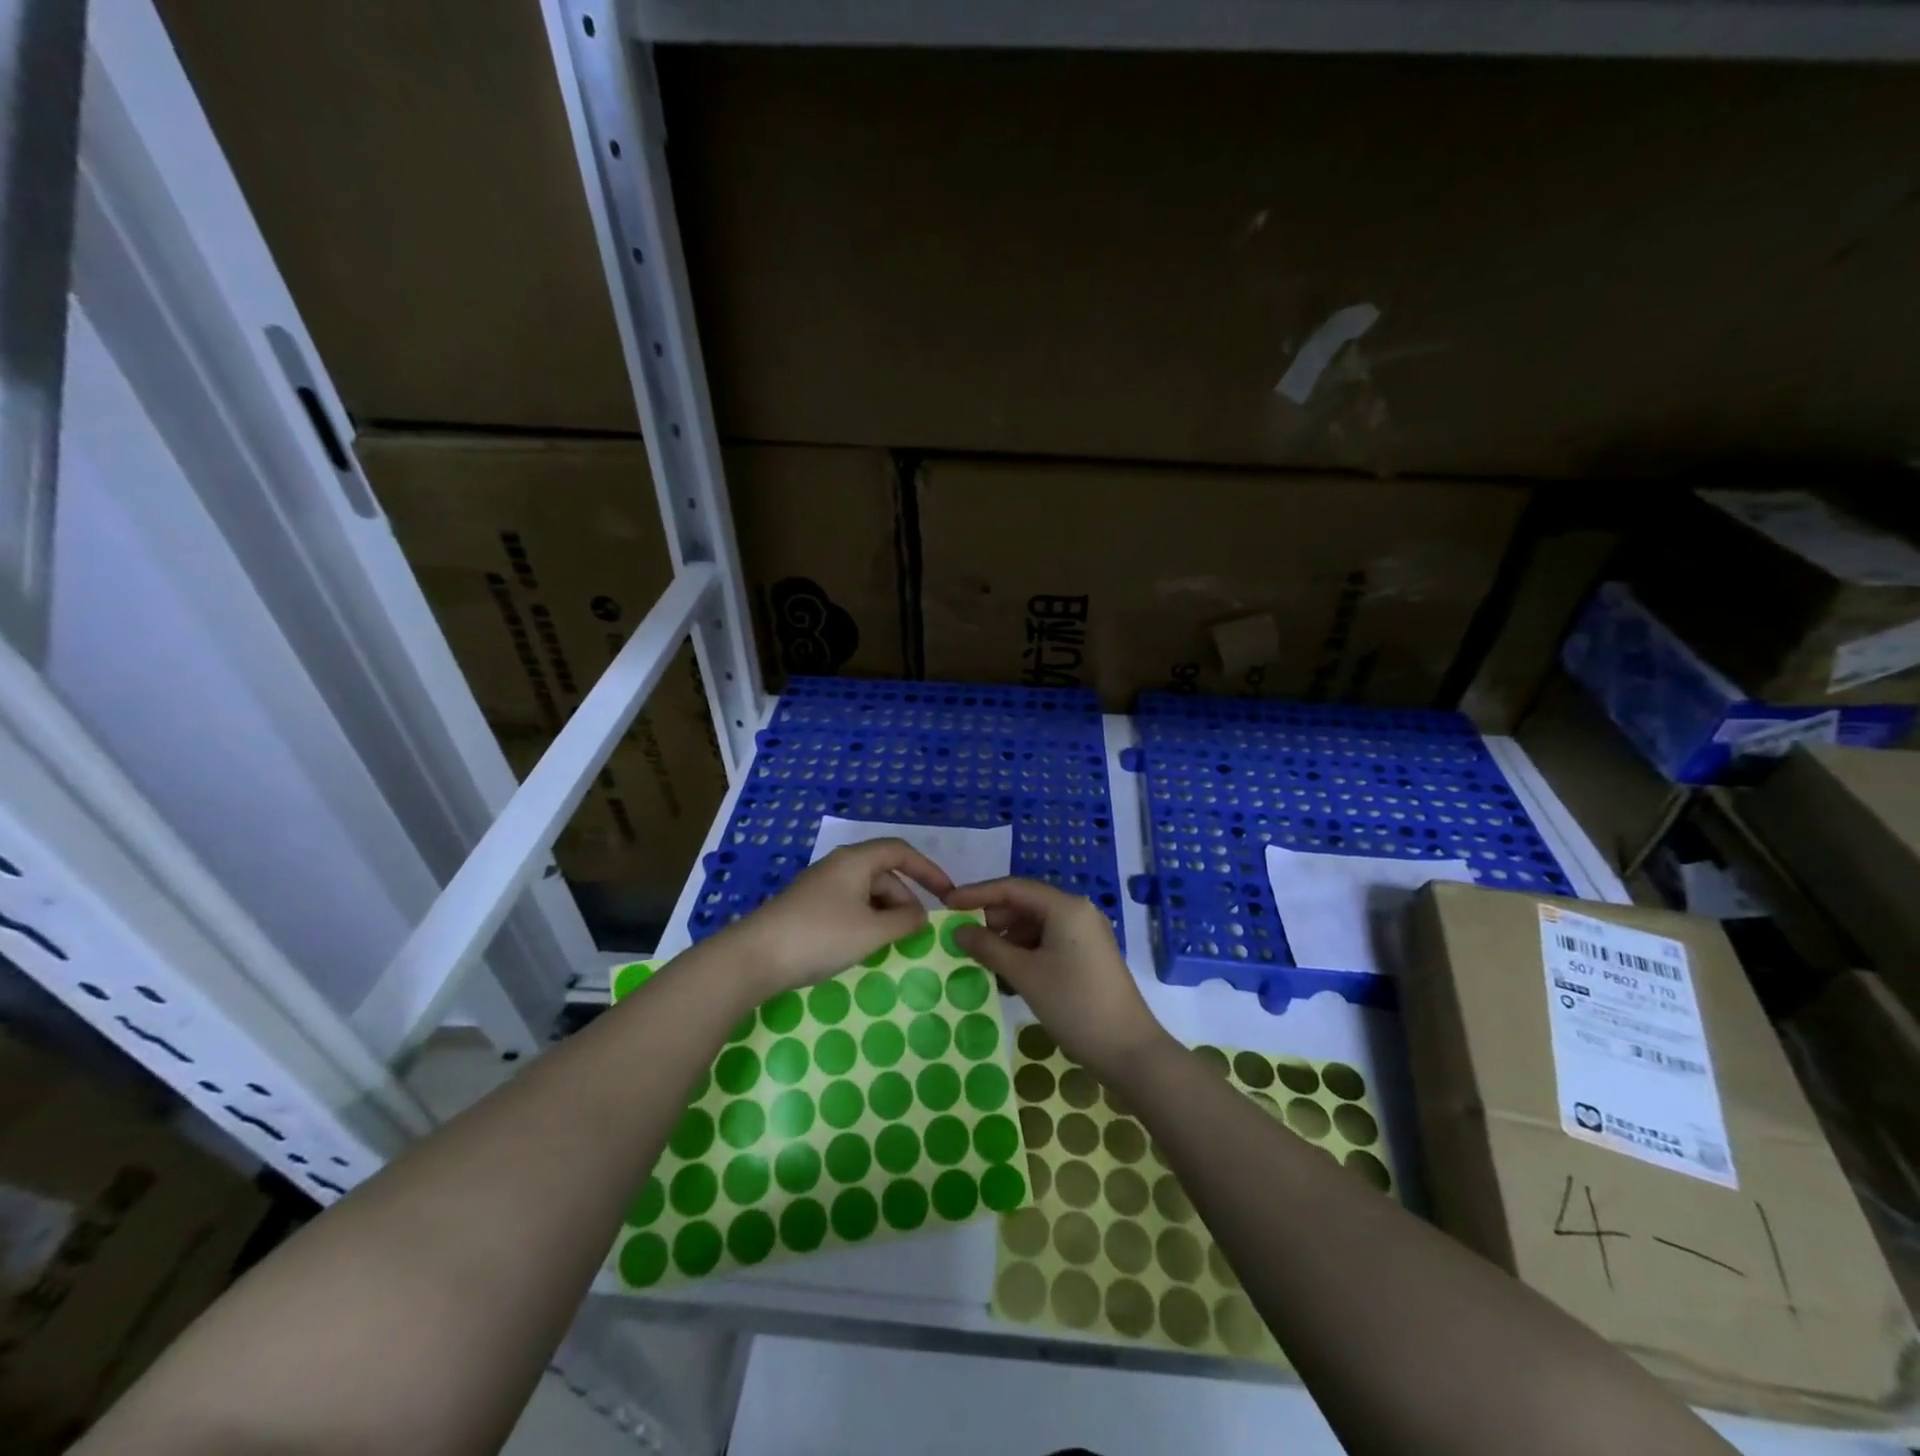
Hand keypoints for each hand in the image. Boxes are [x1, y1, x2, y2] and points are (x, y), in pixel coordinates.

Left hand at [719, 839, 954, 995]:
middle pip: (884, 873)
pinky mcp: (807, 907)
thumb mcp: (872, 932)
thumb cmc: (820, 936)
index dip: (928, 870)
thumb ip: (904, 922)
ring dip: (885, 913)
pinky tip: (863, 946)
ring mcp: (820, 887)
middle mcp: (839, 866)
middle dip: (905, 899)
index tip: (948, 894)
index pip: (901, 851)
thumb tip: (921, 915)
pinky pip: (849, 906)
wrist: (755, 957)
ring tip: (891, 943)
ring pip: (866, 892)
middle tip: (916, 931)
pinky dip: (866, 921)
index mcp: (856, 861)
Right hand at [946, 878, 1166, 1077]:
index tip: (947, 905)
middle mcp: (1077, 912)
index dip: (977, 894)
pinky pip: (1047, 943)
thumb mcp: (1025, 975)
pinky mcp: (1087, 955)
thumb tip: (957, 930)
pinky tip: (1006, 976)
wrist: (1128, 1050)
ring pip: (1035, 926)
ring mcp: (1085, 934)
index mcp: (1065, 906)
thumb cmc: (1074, 1005)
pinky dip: (1025, 954)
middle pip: (1024, 904)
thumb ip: (988, 948)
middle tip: (962, 939)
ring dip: (1007, 940)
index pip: (1012, 888)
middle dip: (992, 920)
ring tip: (981, 962)